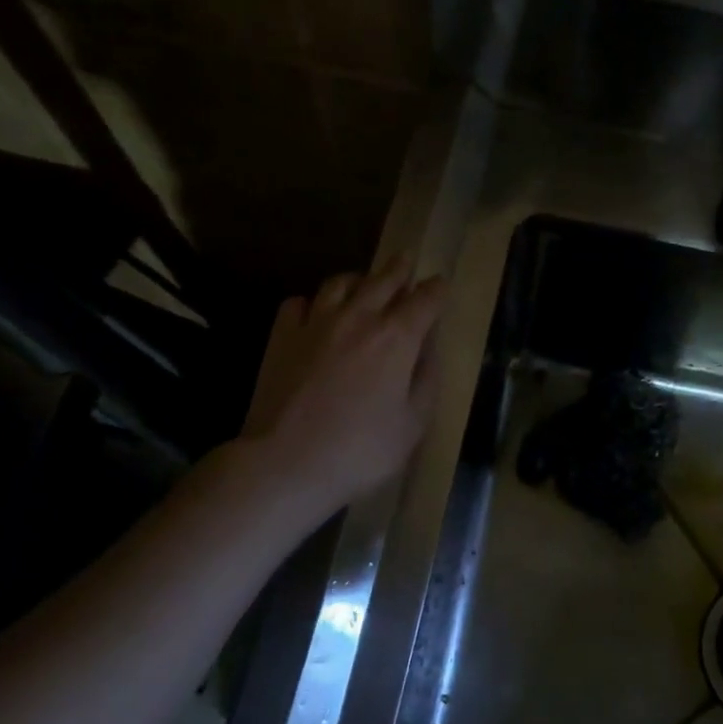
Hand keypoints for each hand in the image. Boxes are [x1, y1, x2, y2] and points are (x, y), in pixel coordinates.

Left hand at [240, 254, 446, 512]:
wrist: (287, 462)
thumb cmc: (361, 450)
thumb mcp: (413, 424)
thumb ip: (425, 379)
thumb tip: (427, 348)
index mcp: (396, 338)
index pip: (424, 300)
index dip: (436, 290)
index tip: (440, 285)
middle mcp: (358, 318)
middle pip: (383, 280)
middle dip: (399, 269)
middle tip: (405, 261)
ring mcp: (315, 323)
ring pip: (339, 283)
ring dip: (357, 279)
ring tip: (363, 283)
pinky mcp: (282, 336)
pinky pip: (299, 303)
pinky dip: (312, 302)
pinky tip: (314, 313)